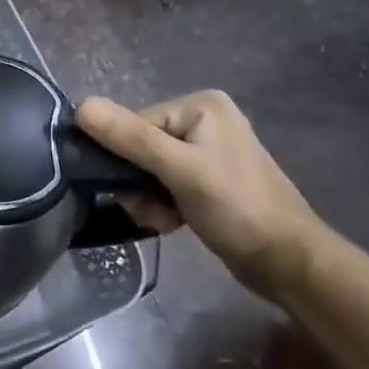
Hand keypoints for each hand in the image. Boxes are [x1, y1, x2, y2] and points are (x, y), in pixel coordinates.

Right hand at [75, 91, 325, 300]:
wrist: (287, 262)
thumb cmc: (237, 209)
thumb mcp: (180, 170)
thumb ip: (130, 137)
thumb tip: (81, 106)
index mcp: (199, 106)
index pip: (132, 125)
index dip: (124, 160)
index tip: (136, 192)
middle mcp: (201, 120)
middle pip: (136, 147)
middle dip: (137, 184)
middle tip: (153, 209)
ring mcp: (204, 149)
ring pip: (144, 170)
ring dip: (146, 199)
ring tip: (165, 220)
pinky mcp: (204, 176)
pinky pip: (161, 183)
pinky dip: (160, 204)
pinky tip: (173, 222)